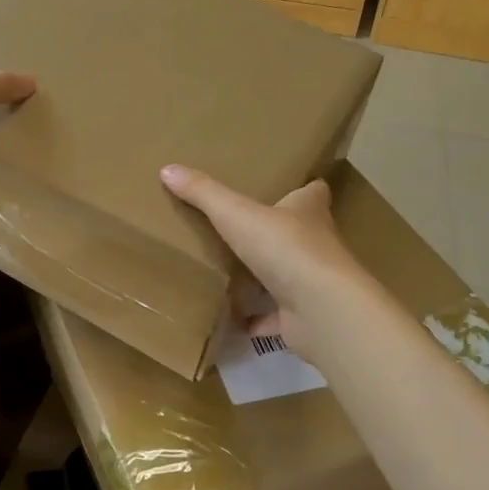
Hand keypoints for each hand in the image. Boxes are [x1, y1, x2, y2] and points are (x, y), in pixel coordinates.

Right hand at [160, 164, 368, 364]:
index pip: (314, 192)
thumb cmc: (285, 248)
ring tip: (231, 272)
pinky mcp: (302, 318)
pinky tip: (234, 320)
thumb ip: (204, 193)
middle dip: (276, 232)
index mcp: (308, 212)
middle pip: (299, 233)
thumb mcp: (236, 214)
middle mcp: (316, 245)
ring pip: (287, 277)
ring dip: (265, 278)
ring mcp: (312, 284)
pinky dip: (257, 321)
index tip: (284, 185)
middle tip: (242, 228)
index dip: (301, 188)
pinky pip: (275, 318)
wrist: (321, 309)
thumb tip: (168, 168)